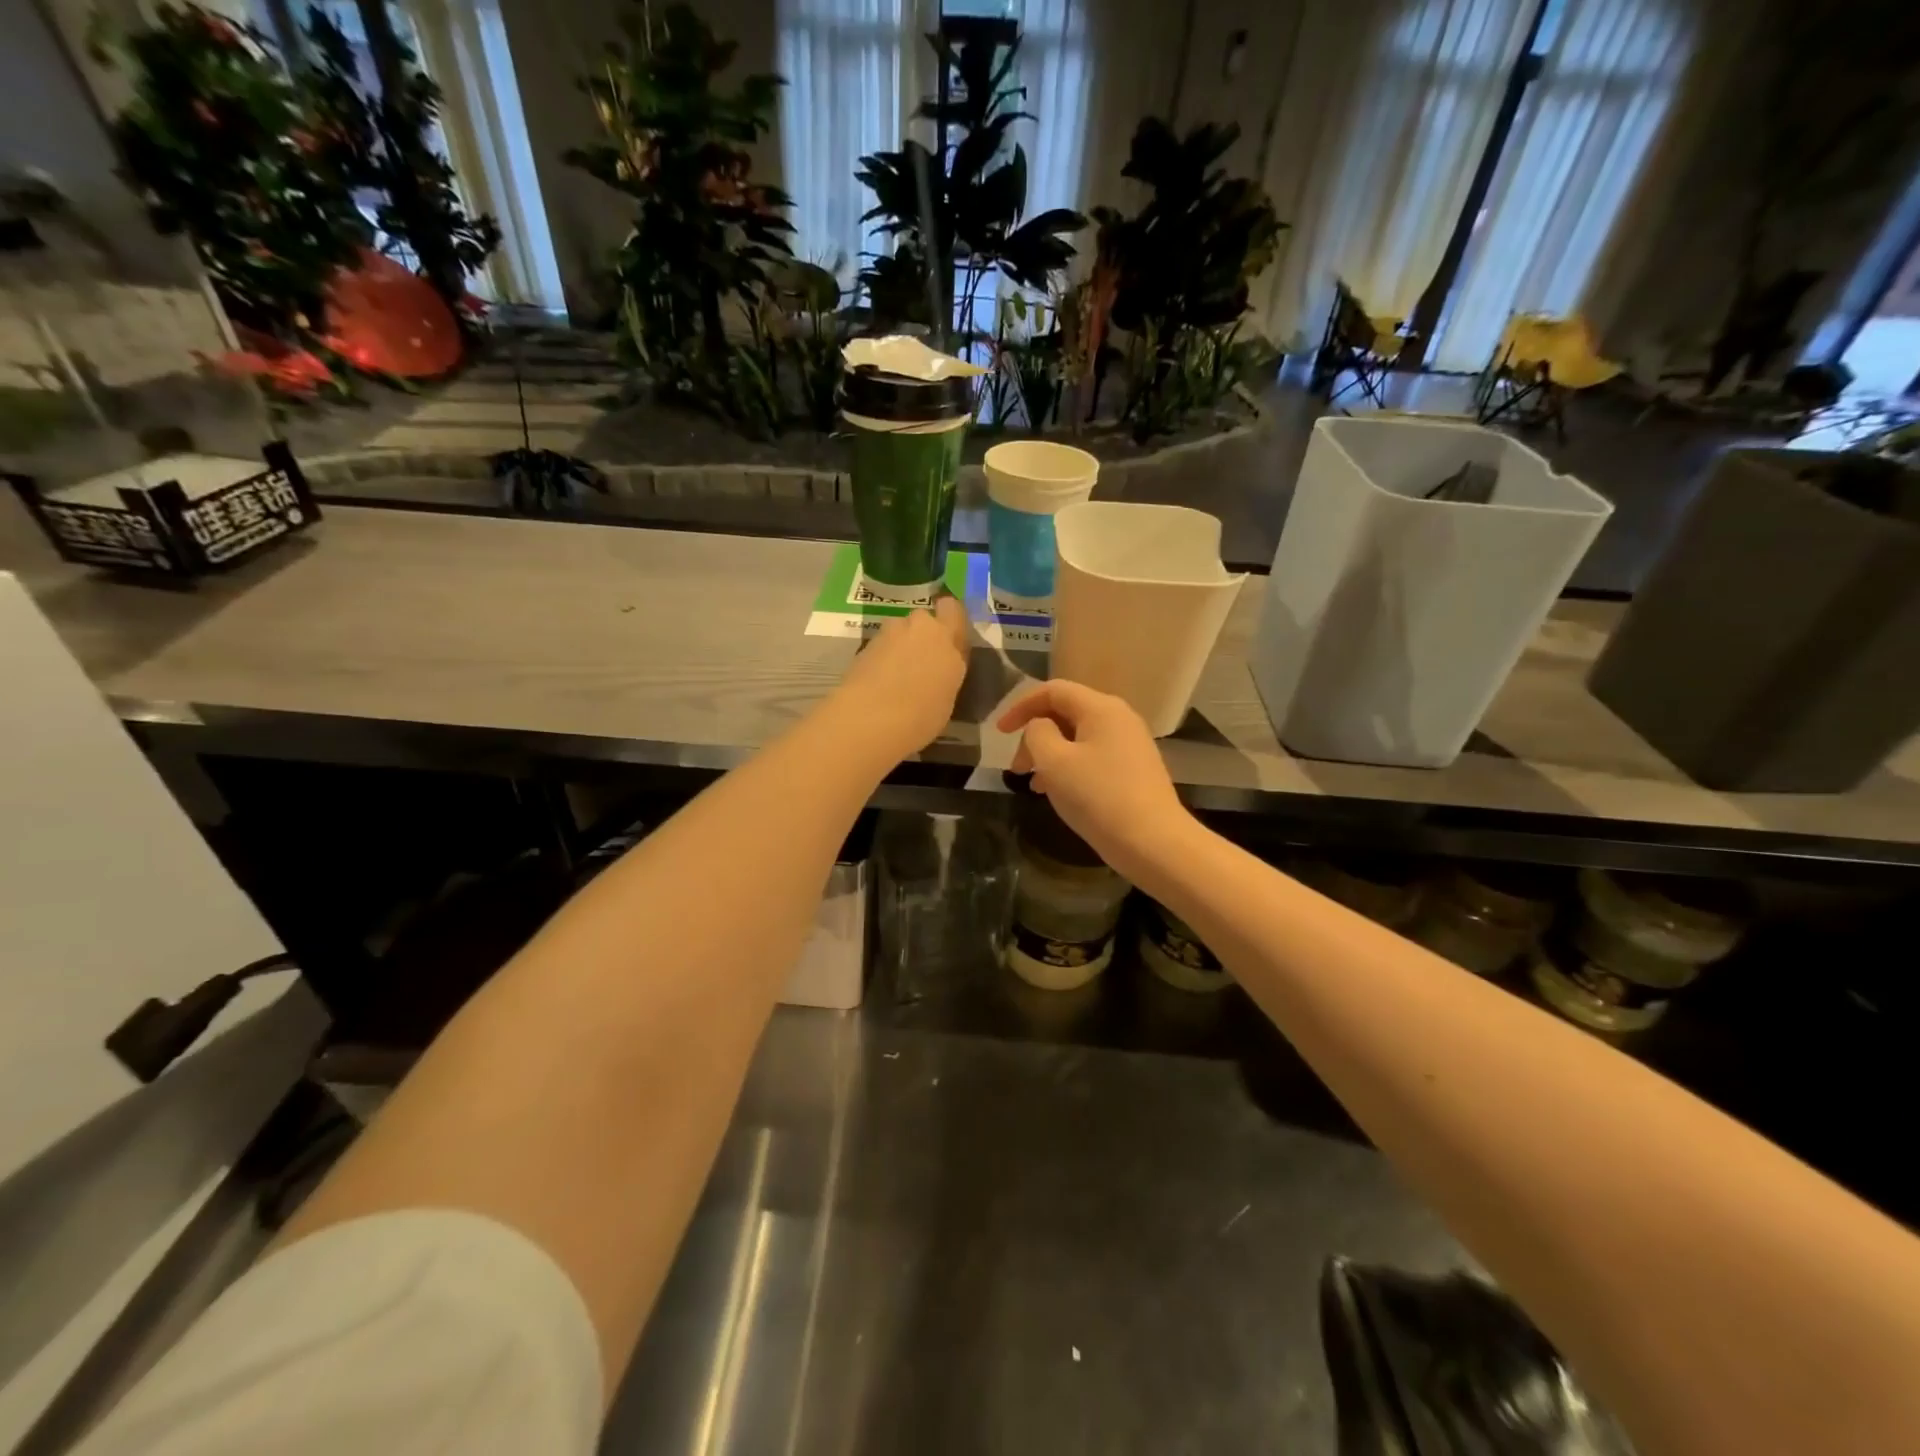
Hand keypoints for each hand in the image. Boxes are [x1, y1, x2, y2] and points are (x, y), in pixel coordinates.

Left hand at [831, 595, 971, 759]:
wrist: (869, 719)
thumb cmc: (920, 717)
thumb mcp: (947, 700)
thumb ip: (946, 675)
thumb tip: (939, 673)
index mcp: (947, 639)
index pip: (952, 609)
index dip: (949, 621)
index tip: (949, 643)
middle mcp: (920, 627)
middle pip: (924, 621)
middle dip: (922, 636)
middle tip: (921, 665)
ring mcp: (889, 633)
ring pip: (900, 632)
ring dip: (900, 647)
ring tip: (896, 678)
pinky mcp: (864, 645)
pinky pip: (881, 647)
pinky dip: (881, 659)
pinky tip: (879, 684)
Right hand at [997, 680, 1192, 875]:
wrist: (1153, 842)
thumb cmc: (1098, 797)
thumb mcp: (1054, 762)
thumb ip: (1037, 734)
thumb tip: (1040, 727)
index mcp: (1101, 708)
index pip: (1053, 690)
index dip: (1020, 706)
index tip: (999, 733)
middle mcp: (1119, 718)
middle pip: (1065, 713)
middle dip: (1034, 736)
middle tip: (1016, 769)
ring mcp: (1130, 745)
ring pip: (1077, 738)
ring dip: (1049, 755)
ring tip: (1033, 785)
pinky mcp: (1134, 770)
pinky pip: (1092, 757)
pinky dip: (1068, 768)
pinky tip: (1058, 793)